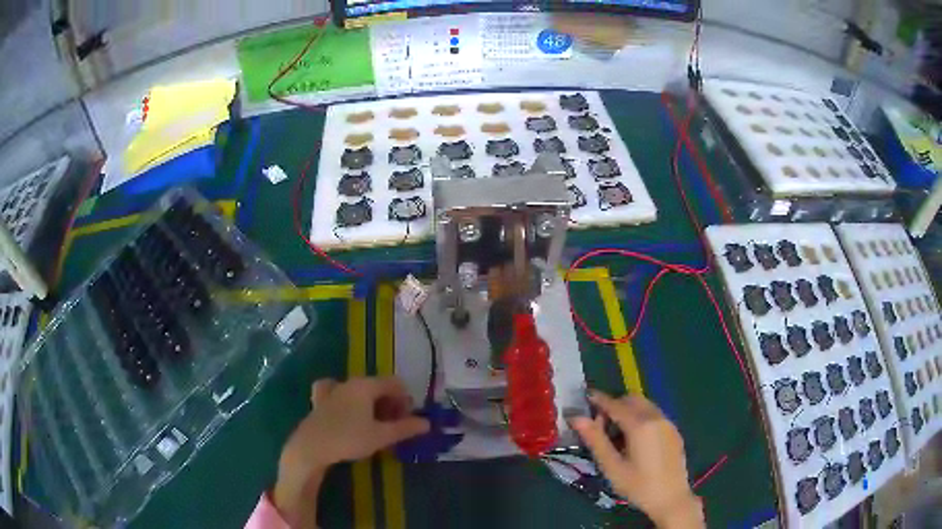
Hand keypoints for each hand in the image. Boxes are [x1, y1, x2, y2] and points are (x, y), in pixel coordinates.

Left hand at [274, 377, 429, 526]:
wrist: (311, 447)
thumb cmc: (349, 438)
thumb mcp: (381, 436)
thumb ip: (405, 428)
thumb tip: (427, 423)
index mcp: (366, 385)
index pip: (395, 384)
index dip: (406, 400)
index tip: (408, 420)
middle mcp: (349, 382)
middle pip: (377, 386)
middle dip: (390, 403)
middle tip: (394, 425)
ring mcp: (332, 390)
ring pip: (359, 390)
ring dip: (371, 403)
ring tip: (374, 423)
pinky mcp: (320, 400)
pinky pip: (339, 393)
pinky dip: (348, 400)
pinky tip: (347, 411)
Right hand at [571, 391, 703, 528]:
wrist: (671, 499)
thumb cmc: (638, 486)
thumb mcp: (612, 467)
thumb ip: (595, 440)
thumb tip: (577, 418)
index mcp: (640, 425)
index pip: (615, 404)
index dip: (598, 400)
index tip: (585, 398)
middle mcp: (656, 417)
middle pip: (631, 400)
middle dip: (614, 406)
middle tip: (600, 426)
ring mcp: (668, 423)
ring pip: (644, 405)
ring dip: (628, 411)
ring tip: (617, 436)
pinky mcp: (674, 431)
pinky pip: (654, 415)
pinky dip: (640, 418)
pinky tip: (634, 441)